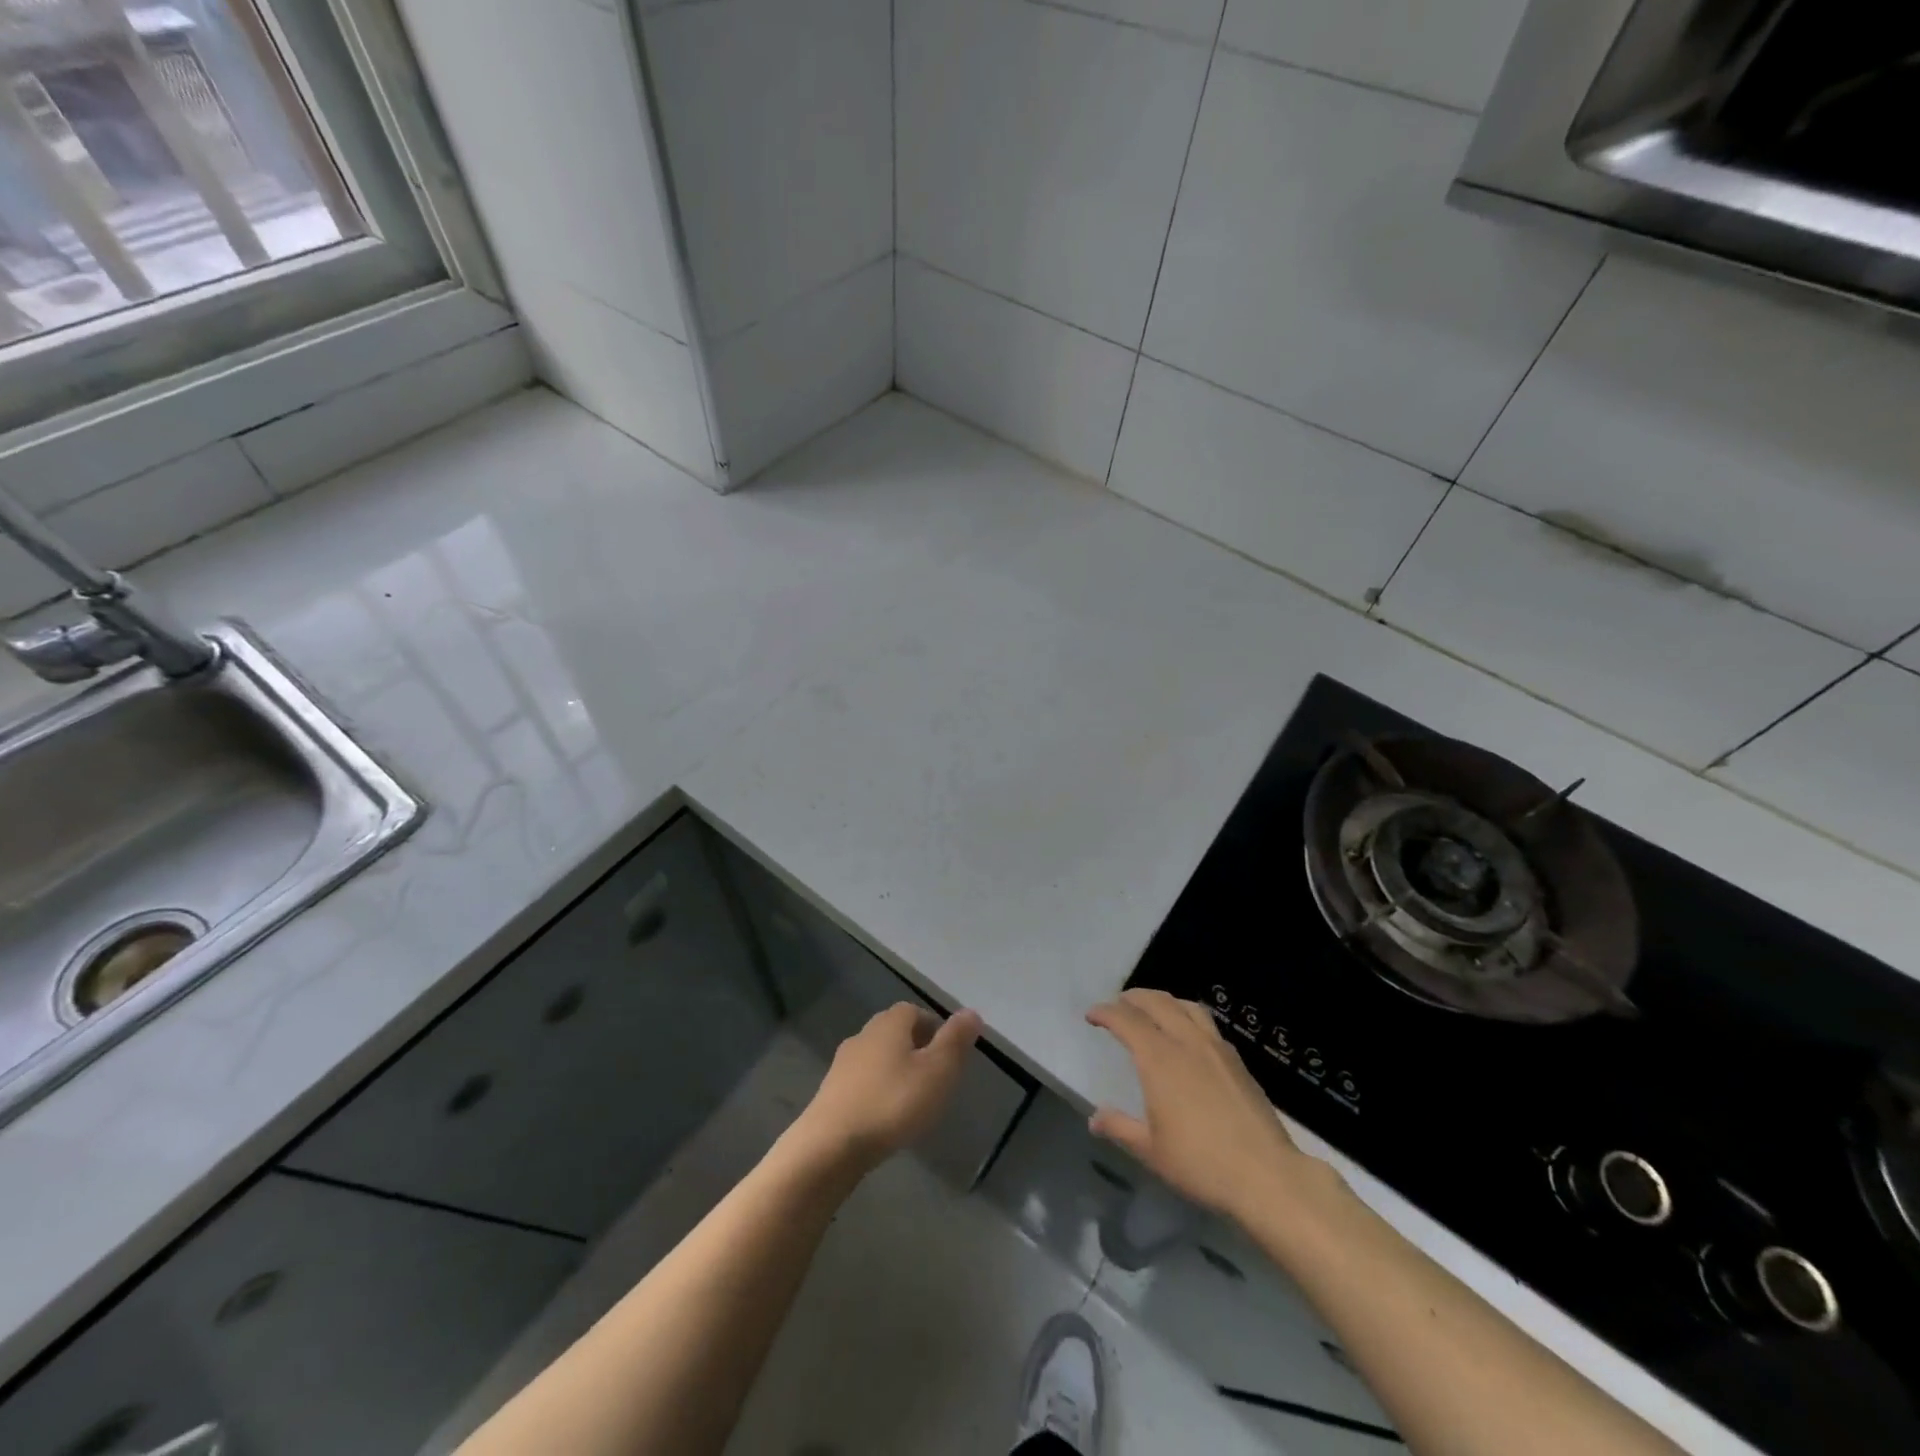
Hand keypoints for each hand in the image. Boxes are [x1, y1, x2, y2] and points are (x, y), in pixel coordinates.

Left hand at [790, 1003, 982, 1172]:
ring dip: (896, 1071)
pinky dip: (878, 1091)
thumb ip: (955, 1041)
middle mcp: (864, 1034)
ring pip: (878, 1057)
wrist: (830, 1146)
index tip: (949, 1052)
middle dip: (916, 1048)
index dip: (934, 1027)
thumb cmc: (892, 1102)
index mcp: (890, 1023)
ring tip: (914, 1099)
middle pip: (895, 1032)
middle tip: (936, 1076)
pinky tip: (887, 1116)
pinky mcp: (831, 1092)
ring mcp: (843, 1063)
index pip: (915, 1011)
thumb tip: (971, 1012)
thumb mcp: (937, 1071)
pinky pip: (863, 1082)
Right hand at [1087, 989, 1323, 1222]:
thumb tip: (1095, 1119)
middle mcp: (1186, 1042)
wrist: (1266, 1176)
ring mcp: (1216, 1048)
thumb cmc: (1201, 1163)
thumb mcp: (1151, 1151)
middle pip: (1157, 1002)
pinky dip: (1187, 1017)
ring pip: (1185, 1006)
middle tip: (1118, 1004)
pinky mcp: (1237, 1061)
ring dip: (1163, 1001)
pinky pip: (1206, 1024)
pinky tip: (1188, 1037)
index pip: (1126, 1020)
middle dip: (1133, 998)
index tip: (1092, 1015)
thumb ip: (1120, 1128)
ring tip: (1153, 1010)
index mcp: (1159, 1058)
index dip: (1105, 1013)